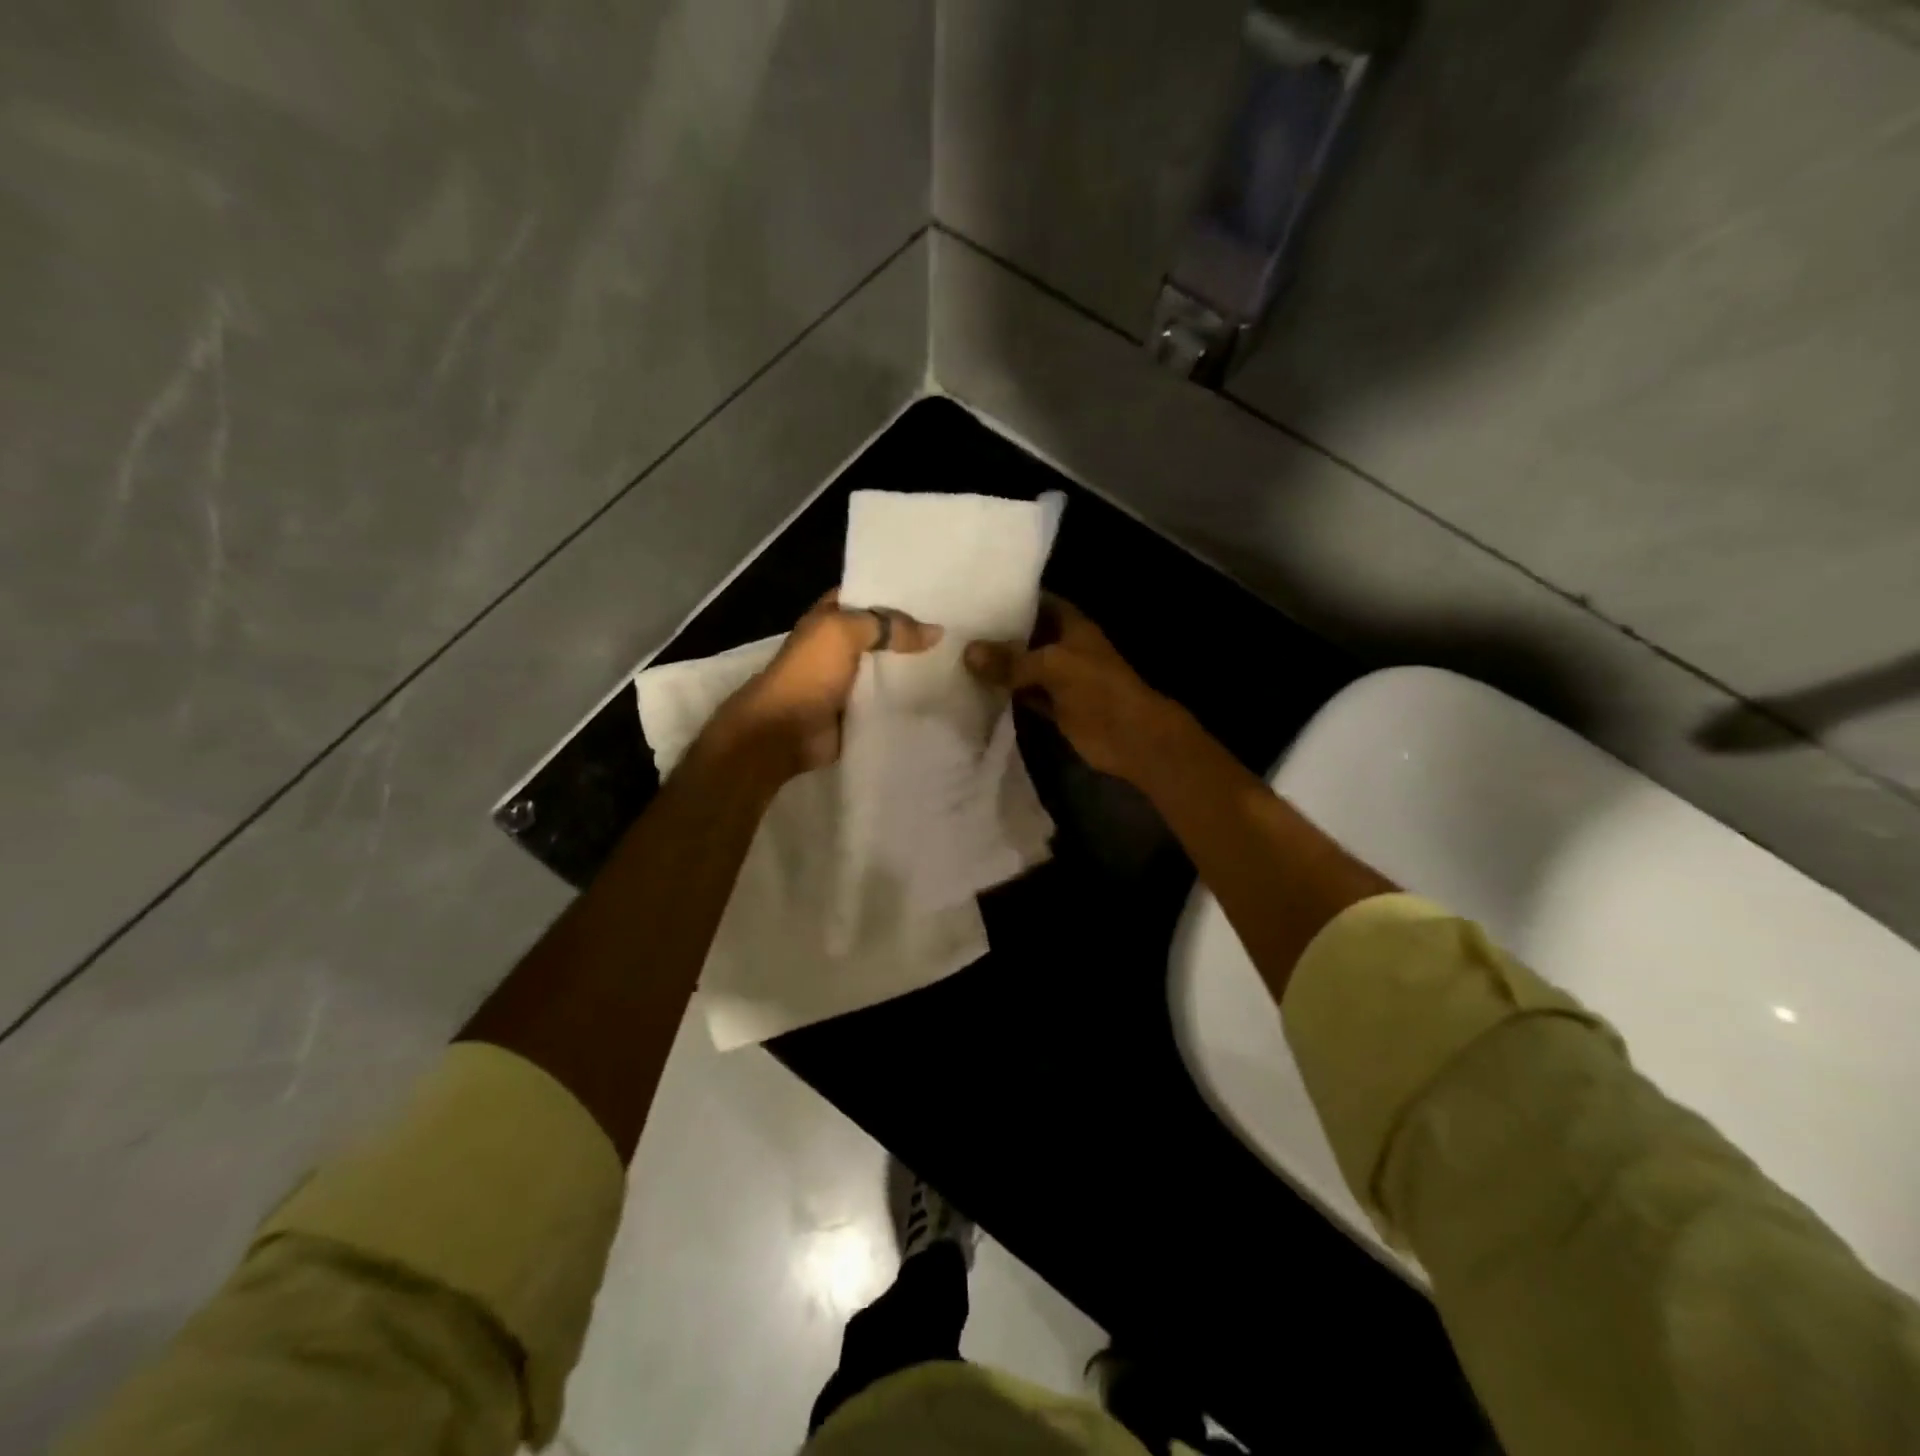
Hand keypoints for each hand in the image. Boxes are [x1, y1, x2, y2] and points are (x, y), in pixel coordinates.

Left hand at [707, 591, 941, 778]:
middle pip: (884, 634)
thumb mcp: (845, 633)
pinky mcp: (859, 712)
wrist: (784, 731)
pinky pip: (890, 700)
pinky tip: (942, 694)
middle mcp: (841, 646)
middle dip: (914, 632)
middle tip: (960, 627)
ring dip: (915, 667)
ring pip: (890, 668)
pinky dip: (909, 698)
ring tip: (959, 660)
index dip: (898, 591)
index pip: (869, 595)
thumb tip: (936, 631)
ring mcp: (851, 681)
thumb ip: (888, 626)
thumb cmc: (809, 673)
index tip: (938, 591)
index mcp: (830, 618)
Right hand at [964, 594, 1183, 780]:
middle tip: (953, 627)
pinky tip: (973, 690)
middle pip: (1025, 636)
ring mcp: (1058, 678)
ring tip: (953, 654)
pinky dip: (1003, 694)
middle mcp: (1063, 647)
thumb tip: (968, 652)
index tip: (973, 596)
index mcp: (1071, 625)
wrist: (1130, 737)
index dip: (1010, 599)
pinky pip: (1022, 694)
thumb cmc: (1098, 689)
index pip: (1037, 602)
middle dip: (996, 634)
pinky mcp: (1053, 706)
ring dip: (997, 666)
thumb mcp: (1053, 666)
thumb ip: (1011, 660)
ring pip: (1022, 667)